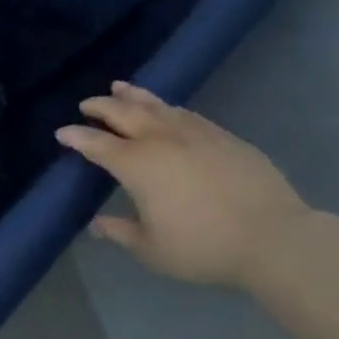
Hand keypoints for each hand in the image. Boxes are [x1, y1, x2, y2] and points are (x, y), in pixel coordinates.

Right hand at [56, 82, 322, 288]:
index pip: (95, 143)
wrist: (276, 239)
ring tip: (118, 87)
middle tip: (86, 105)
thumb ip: (121, 233)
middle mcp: (159, 140)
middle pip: (121, 113)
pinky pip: (185, 113)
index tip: (62, 133)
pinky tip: (166, 108)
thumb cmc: (205, 247)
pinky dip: (167, 107)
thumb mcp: (153, 250)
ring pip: (155, 105)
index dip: (75, 136)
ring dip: (131, 95)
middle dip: (99, 107)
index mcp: (135, 164)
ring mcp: (193, 133)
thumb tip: (97, 225)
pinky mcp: (223, 136)